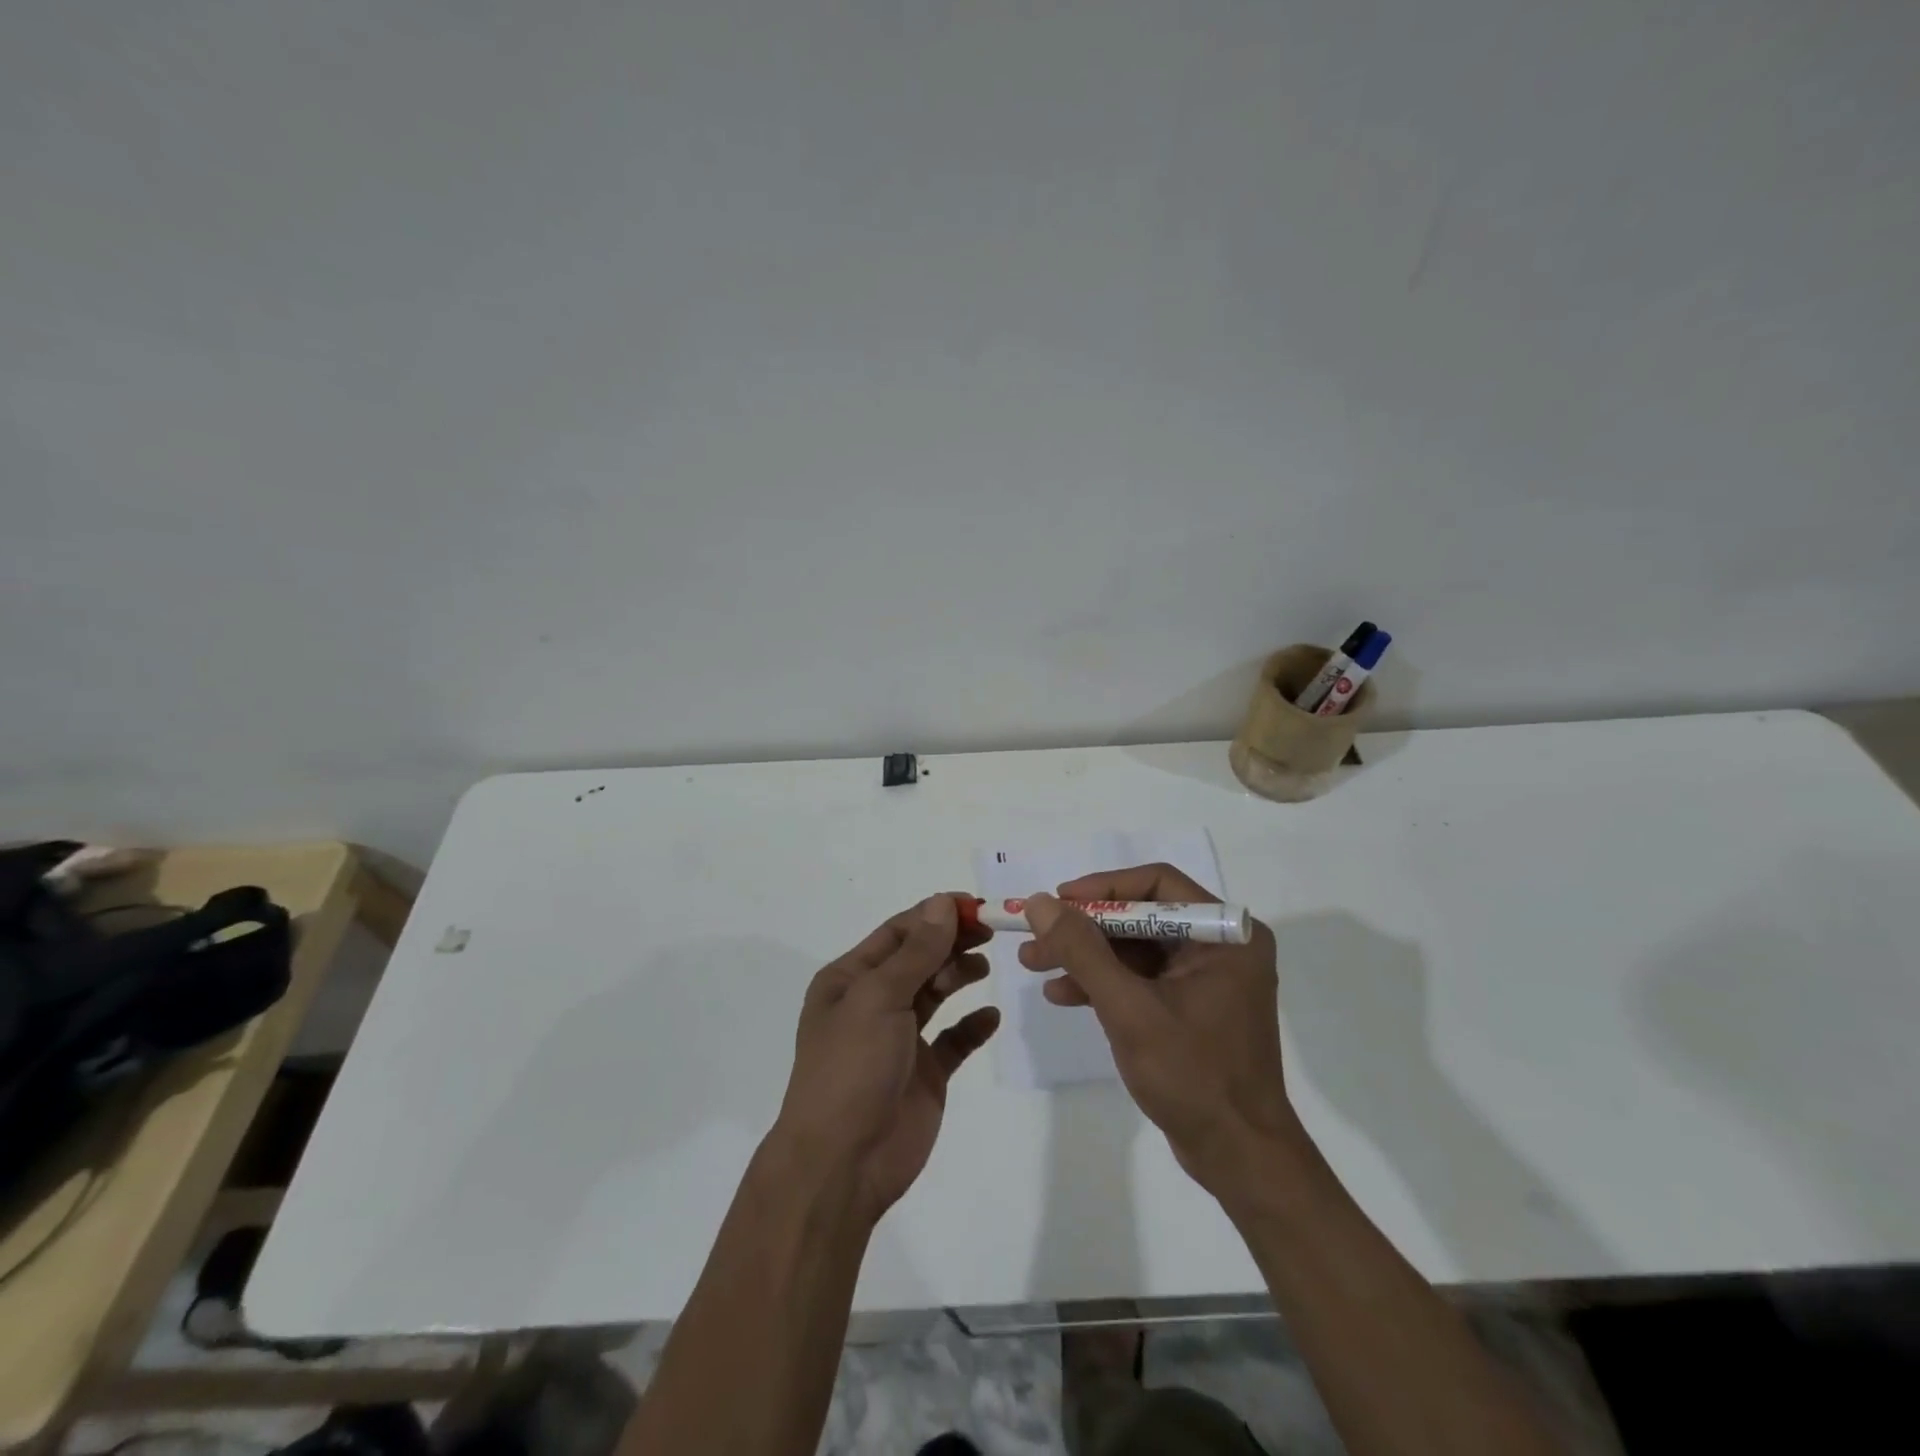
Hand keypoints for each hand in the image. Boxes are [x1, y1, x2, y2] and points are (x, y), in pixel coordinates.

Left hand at [772, 895, 1000, 1224]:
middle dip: (952, 942)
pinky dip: (972, 1025)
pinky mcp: (924, 1073)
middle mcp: (873, 1003)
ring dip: (960, 975)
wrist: (843, 1163)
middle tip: (991, 932)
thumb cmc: (852, 1067)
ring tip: (984, 968)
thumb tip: (943, 902)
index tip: (976, 905)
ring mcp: (899, 1039)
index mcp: (850, 979)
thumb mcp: (879, 998)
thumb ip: (917, 952)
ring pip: (936, 993)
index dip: (935, 915)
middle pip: (919, 959)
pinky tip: (990, 1017)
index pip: (898, 933)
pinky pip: (953, 1040)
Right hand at [1020, 865, 1298, 1195]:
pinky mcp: (1191, 1005)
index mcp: (1225, 934)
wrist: (1239, 1158)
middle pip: (1140, 916)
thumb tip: (1040, 903)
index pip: (1157, 884)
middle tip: (1035, 937)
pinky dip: (1103, 983)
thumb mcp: (1128, 1009)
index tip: (1056, 901)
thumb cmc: (1192, 1076)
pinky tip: (1062, 995)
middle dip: (1084, 928)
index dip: (1102, 888)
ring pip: (1134, 948)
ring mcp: (1206, 977)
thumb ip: (1082, 951)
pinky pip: (1141, 978)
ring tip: (1033, 964)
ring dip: (1085, 956)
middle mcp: (1220, 945)